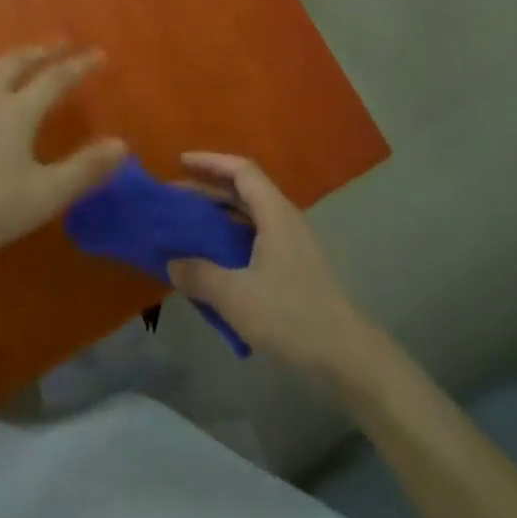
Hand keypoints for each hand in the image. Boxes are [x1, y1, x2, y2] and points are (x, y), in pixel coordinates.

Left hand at [0, 46, 126, 260]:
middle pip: (17, 62)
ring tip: (18, 57)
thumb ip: (84, 169)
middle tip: (58, 45)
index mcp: (18, 110)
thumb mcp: (43, 196)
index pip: (56, 78)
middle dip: (42, 51)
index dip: (79, 66)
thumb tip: (122, 145)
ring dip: (9, 57)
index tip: (98, 54)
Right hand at [166, 153, 372, 378]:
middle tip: (175, 198)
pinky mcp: (293, 267)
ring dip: (218, 217)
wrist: (344, 355)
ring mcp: (292, 244)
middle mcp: (285, 220)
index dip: (210, 162)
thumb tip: (172, 263)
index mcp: (275, 213)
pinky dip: (230, 240)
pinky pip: (255, 240)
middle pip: (244, 190)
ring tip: (187, 227)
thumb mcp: (235, 295)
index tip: (180, 162)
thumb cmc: (290, 315)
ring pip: (249, 217)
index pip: (241, 171)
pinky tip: (212, 262)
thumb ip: (199, 275)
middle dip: (208, 189)